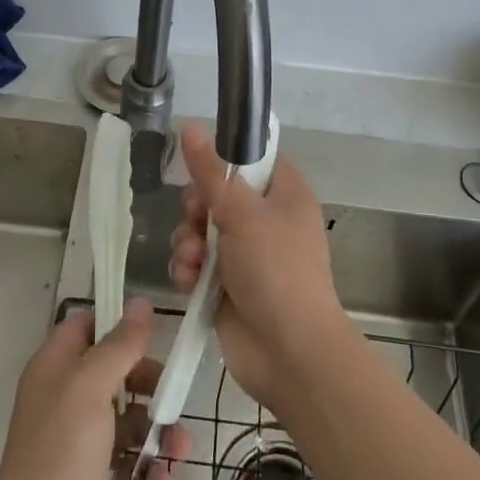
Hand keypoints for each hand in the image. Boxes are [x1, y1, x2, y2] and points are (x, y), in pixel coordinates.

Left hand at [0, 299, 192, 479]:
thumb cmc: (61, 455)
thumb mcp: (91, 388)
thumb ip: (119, 345)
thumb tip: (141, 303)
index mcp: (54, 369)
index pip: (85, 327)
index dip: (116, 325)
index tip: (151, 333)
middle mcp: (64, 401)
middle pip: (115, 376)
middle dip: (150, 387)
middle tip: (172, 398)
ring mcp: (78, 446)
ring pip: (128, 423)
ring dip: (157, 435)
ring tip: (178, 451)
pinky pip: (128, 464)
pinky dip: (146, 472)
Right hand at [168, 123, 354, 413]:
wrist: (289, 354)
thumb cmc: (275, 270)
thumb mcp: (242, 213)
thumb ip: (210, 171)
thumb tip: (190, 125)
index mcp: (284, 194)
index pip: (254, 158)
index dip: (226, 158)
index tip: (202, 165)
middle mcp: (266, 220)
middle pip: (218, 194)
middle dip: (197, 208)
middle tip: (196, 217)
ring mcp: (246, 255)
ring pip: (201, 230)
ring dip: (189, 242)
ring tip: (194, 260)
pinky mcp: (226, 285)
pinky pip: (197, 264)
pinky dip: (190, 270)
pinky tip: (190, 282)